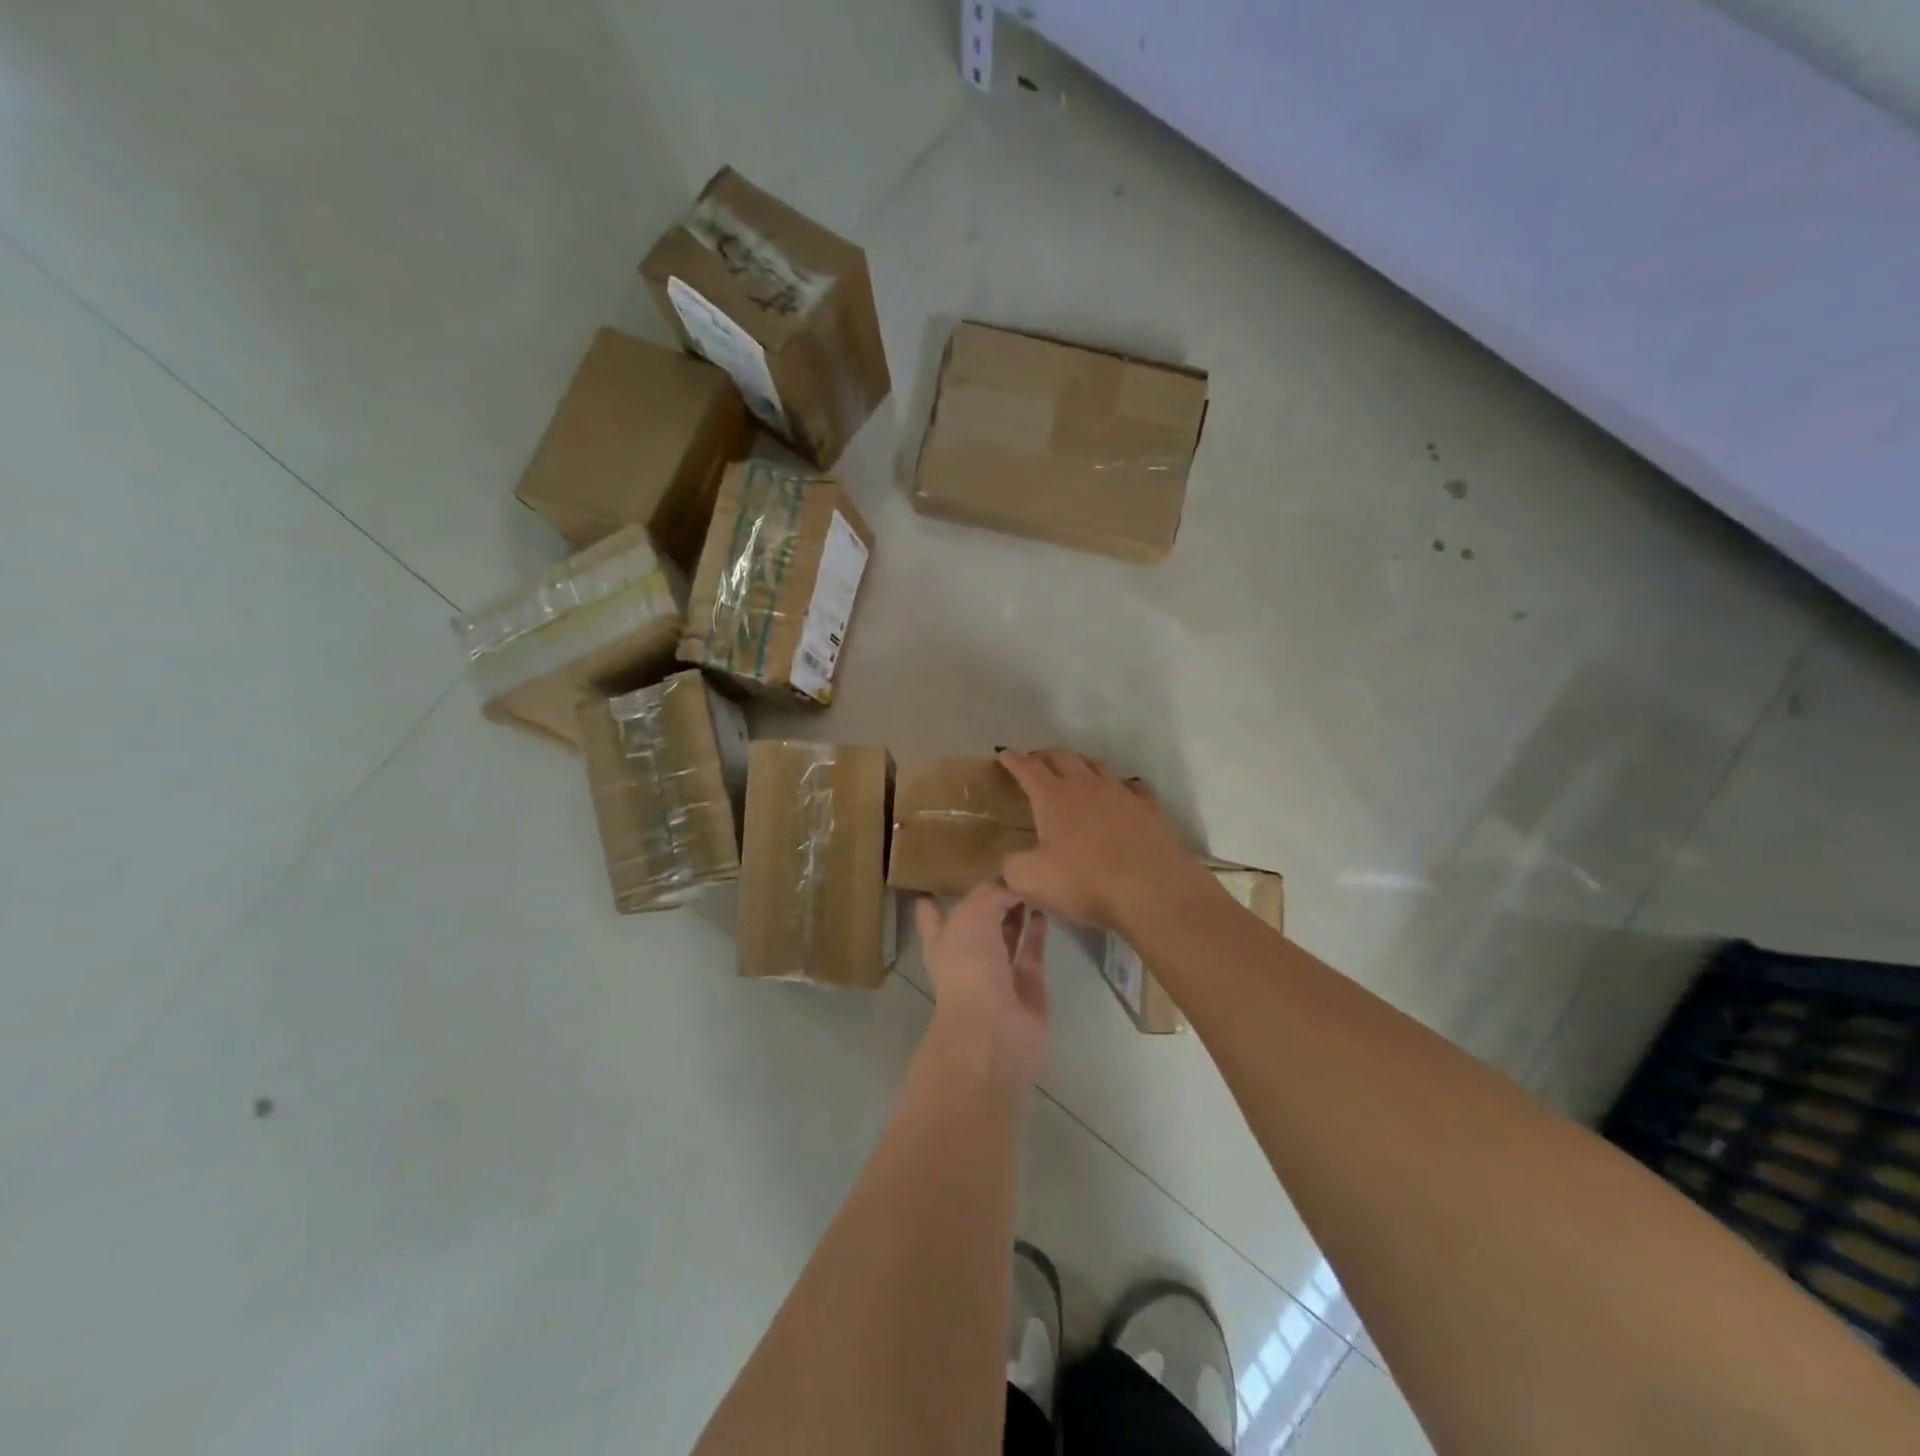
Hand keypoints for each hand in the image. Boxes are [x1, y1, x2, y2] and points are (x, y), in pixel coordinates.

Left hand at [916, 884, 1048, 1085]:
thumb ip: (991, 894)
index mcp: (942, 941)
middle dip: (988, 900)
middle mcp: (967, 956)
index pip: (932, 915)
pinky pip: (1031, 952)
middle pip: (976, 922)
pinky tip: (1045, 910)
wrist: (995, 1030)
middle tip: (1008, 870)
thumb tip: (1011, 886)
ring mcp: (997, 973)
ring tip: (1031, 884)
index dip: (937, 899)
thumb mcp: (973, 916)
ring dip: (1016, 913)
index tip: (947, 878)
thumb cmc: (970, 968)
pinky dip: (1037, 932)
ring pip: (1006, 936)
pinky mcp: (1026, 985)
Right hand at [997, 748, 1206, 931]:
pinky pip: (1132, 787)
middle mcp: (1086, 786)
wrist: (1150, 890)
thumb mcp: (1030, 880)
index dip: (1013, 760)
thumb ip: (1011, 866)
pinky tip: (1121, 793)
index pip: (1028, 769)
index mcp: (1053, 797)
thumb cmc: (1084, 882)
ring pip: (1097, 766)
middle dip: (1045, 756)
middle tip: (1035, 761)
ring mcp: (1121, 794)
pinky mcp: (1148, 809)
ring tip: (1074, 771)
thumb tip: (1011, 860)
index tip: (1003, 753)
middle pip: (1063, 758)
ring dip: (1081, 765)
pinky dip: (1121, 786)